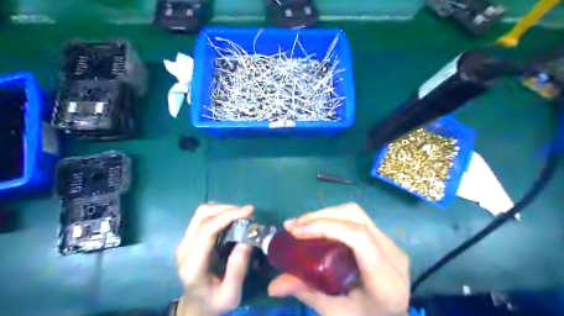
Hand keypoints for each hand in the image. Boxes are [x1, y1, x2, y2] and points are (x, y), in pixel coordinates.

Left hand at [174, 205, 253, 315]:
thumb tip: (247, 240)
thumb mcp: (231, 295)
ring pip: (200, 213)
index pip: (207, 230)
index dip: (228, 216)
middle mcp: (184, 249)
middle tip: (248, 213)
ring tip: (241, 215)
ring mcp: (184, 242)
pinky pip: (202, 217)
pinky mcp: (188, 239)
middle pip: (202, 216)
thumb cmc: (214, 303)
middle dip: (227, 209)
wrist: (195, 307)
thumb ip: (237, 270)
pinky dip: (218, 213)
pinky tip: (231, 219)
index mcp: (193, 265)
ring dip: (222, 209)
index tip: (249, 211)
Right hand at [268, 204, 409, 315]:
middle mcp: (392, 254)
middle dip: (320, 216)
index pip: (358, 237)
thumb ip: (307, 293)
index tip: (296, 232)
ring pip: (356, 213)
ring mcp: (391, 243)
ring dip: (325, 214)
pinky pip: (357, 219)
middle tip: (293, 226)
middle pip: (355, 217)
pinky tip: (318, 227)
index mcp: (385, 278)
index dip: (325, 227)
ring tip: (301, 224)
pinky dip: (333, 218)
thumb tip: (273, 285)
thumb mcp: (336, 313)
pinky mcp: (385, 239)